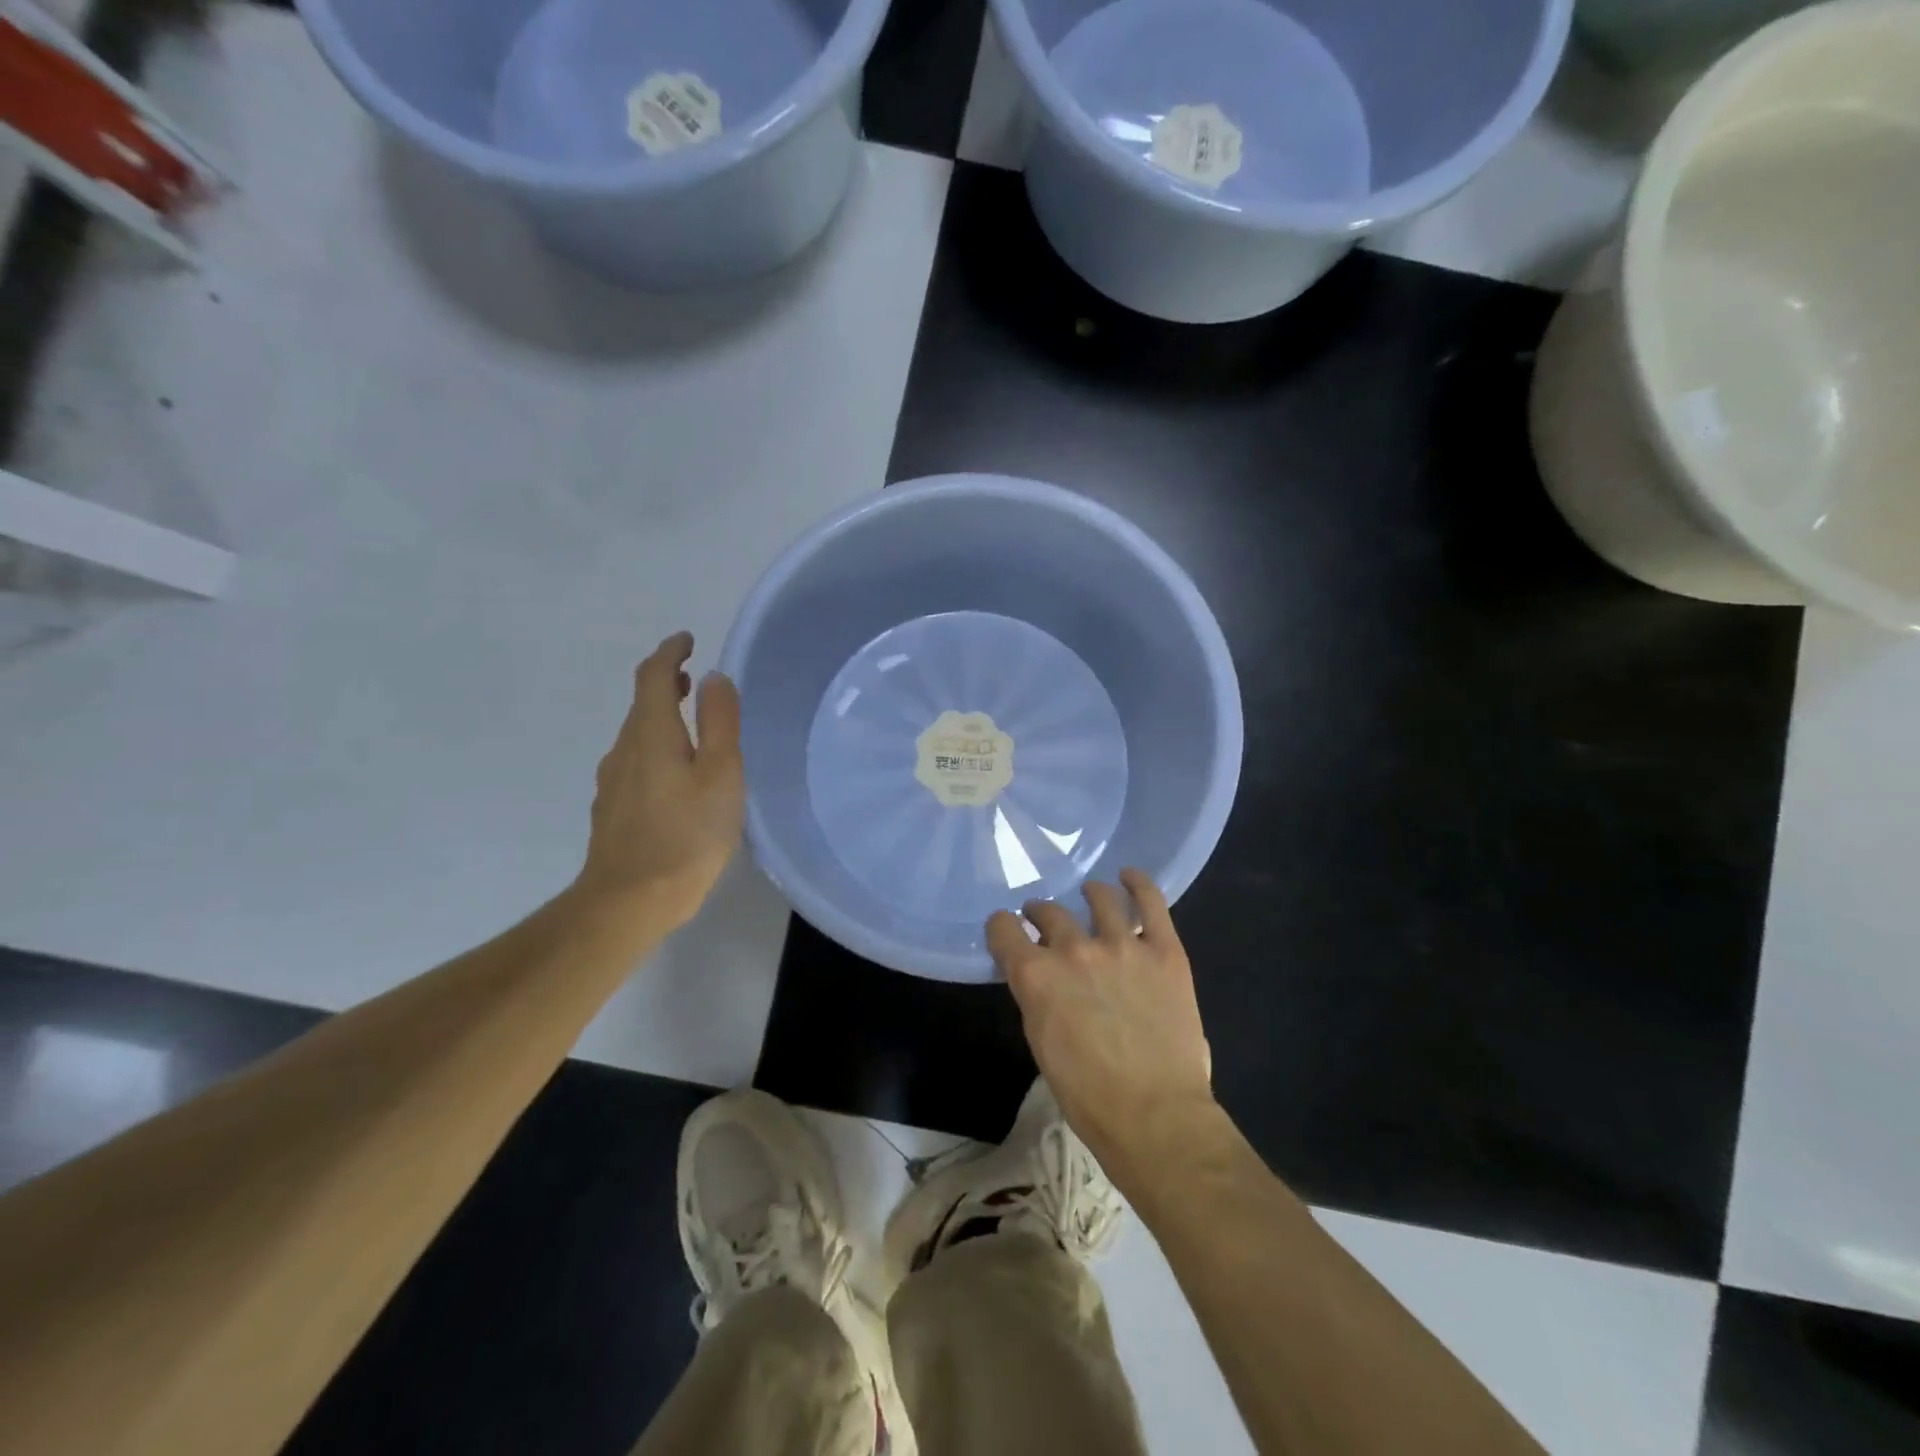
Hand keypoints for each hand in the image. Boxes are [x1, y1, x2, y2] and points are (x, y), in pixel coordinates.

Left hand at [572, 632, 744, 931]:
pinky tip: (676, 776)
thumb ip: (719, 722)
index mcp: (651, 734)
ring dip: (662, 718)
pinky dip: (656, 749)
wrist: (628, 902)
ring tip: (692, 726)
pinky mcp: (612, 810)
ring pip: (637, 735)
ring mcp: (613, 782)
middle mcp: (624, 750)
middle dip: (666, 684)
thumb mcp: (720, 774)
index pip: (653, 676)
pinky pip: (635, 763)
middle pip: (642, 704)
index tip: (688, 640)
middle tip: (694, 680)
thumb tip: (714, 678)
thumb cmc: (686, 835)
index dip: (670, 652)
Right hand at [987, 869, 1216, 1189]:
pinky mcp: (1163, 949)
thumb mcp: (1041, 1042)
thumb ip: (1038, 996)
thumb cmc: (1088, 1095)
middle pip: (1049, 912)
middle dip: (1041, 914)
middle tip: (1045, 921)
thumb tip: (1040, 976)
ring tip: (1090, 894)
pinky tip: (1130, 876)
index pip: (1003, 928)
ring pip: (1099, 898)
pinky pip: (1150, 902)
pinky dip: (1138, 883)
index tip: (1007, 931)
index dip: (1002, 928)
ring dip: (1089, 893)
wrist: (1154, 1116)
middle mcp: (1073, 949)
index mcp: (1035, 975)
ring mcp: (1121, 944)